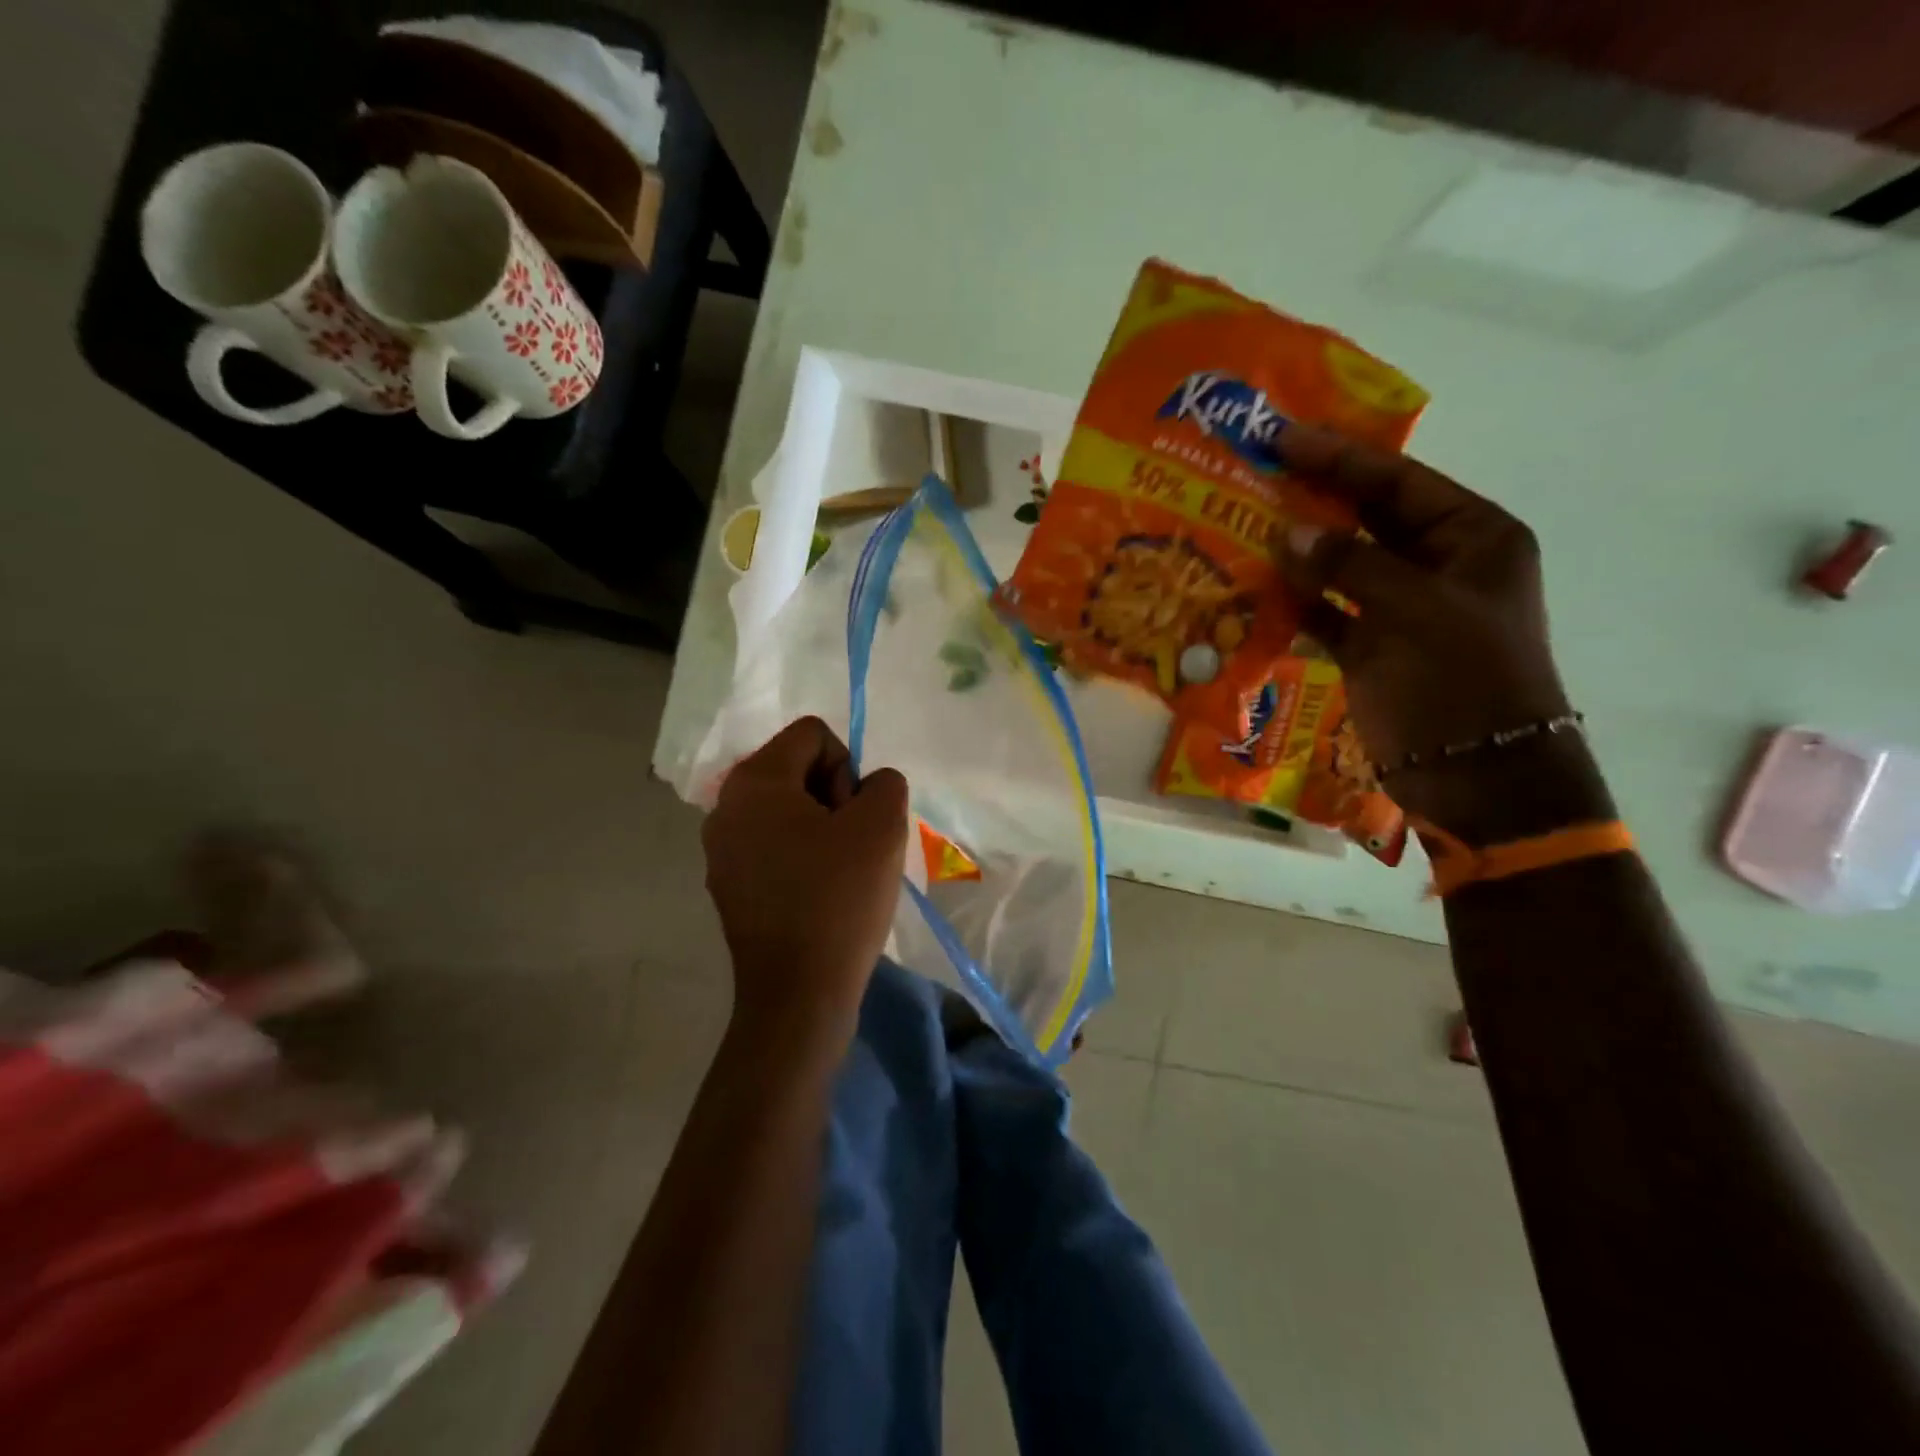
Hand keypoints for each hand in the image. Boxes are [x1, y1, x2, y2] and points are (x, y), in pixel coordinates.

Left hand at [702, 717, 909, 1049]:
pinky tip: (819, 894)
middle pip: (796, 769)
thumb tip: (867, 789)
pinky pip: (774, 845)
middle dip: (834, 797)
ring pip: (788, 810)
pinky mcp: (728, 884)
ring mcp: (721, 849)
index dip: (848, 768)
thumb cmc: (839, 899)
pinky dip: (802, 857)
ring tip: (840, 873)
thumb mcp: (883, 825)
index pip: (814, 735)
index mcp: (754, 781)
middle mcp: (725, 806)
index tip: (854, 818)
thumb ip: (885, 782)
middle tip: (852, 845)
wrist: (799, 993)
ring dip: (822, 829)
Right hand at [1276, 425, 1610, 841]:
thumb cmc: (1462, 682)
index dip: (1339, 457)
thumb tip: (1289, 532)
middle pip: (1368, 518)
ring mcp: (1403, 609)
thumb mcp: (1413, 611)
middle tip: (1254, 472)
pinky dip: (1296, 601)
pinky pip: (1328, 612)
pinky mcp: (1374, 649)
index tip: (1283, 436)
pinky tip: (1255, 588)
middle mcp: (1438, 565)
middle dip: (1314, 497)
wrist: (1478, 777)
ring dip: (1298, 549)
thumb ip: (1350, 566)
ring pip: (1342, 565)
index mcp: (1472, 538)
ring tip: (1242, 523)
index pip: (1398, 482)